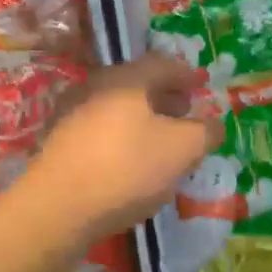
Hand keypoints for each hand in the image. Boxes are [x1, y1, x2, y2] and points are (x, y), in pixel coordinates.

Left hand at [17, 54, 224, 242]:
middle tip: (183, 114)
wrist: (58, 207)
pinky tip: (130, 162)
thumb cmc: (127, 168)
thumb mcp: (182, 150)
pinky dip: (120, 137)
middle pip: (136, 84)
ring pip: (116, 108)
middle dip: (164, 97)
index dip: (186, 75)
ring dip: (141, 119)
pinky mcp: (58, 143)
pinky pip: (99, 130)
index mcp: (126, 79)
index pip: (163, 64)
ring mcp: (70, 114)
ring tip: (160, 142)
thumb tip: (214, 124)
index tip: (200, 87)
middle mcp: (94, 86)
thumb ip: (205, 132)